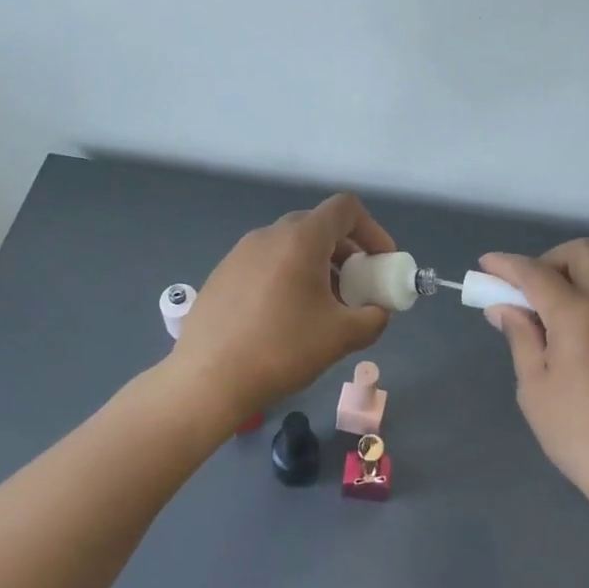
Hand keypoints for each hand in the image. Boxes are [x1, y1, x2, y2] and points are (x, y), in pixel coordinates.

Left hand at [169, 193, 395, 425]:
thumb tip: (377, 311)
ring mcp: (241, 251)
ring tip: (322, 308)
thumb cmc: (282, 349)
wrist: (208, 379)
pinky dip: (288, 276)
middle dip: (346, 252)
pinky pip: (267, 262)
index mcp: (301, 239)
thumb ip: (373, 318)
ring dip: (317, 266)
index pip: (345, 208)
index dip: (372, 230)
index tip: (380, 263)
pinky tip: (284, 318)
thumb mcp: (342, 337)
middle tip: (356, 287)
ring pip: (291, 245)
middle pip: (318, 226)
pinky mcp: (223, 272)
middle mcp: (270, 234)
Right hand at [480, 240, 588, 518]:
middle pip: (582, 253)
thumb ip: (521, 339)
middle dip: (550, 260)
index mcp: (577, 316)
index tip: (486, 264)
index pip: (535, 273)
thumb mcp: (536, 391)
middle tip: (530, 291)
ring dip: (585, 279)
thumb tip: (504, 307)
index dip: (506, 265)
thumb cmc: (583, 437)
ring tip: (568, 314)